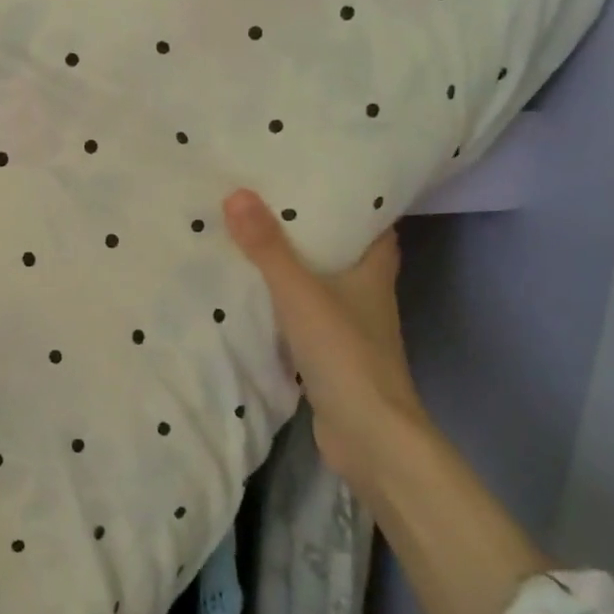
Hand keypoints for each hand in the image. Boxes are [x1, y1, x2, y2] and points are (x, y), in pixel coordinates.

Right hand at [223, 189, 426, 490]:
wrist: (368, 436)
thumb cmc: (345, 353)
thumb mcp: (300, 292)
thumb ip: (268, 247)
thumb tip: (237, 193)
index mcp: (373, 273)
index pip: (376, 226)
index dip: (356, 202)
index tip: (320, 178)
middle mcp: (367, 296)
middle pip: (345, 253)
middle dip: (314, 230)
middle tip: (271, 201)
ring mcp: (350, 329)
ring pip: (323, 285)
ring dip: (296, 267)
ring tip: (253, 238)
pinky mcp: (331, 356)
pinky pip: (304, 316)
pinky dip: (284, 303)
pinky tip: (253, 295)